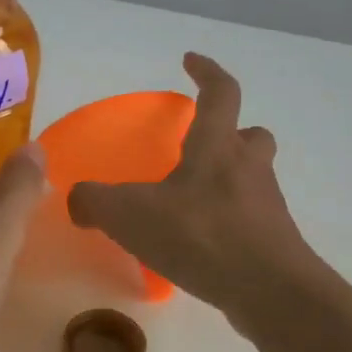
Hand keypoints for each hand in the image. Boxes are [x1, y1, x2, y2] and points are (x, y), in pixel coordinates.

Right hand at [66, 53, 319, 328]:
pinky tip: (203, 246)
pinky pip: (251, 219)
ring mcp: (267, 205)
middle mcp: (249, 168)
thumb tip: (77, 201)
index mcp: (218, 147)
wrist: (268, 290)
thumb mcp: (130, 215)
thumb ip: (95, 202)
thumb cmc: (201, 236)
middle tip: (204, 145)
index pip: (221, 92)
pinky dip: (229, 222)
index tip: (190, 61)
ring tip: (194, 202)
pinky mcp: (274, 241)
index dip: (206, 71)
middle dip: (231, 132)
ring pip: (254, 177)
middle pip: (251, 135)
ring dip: (230, 179)